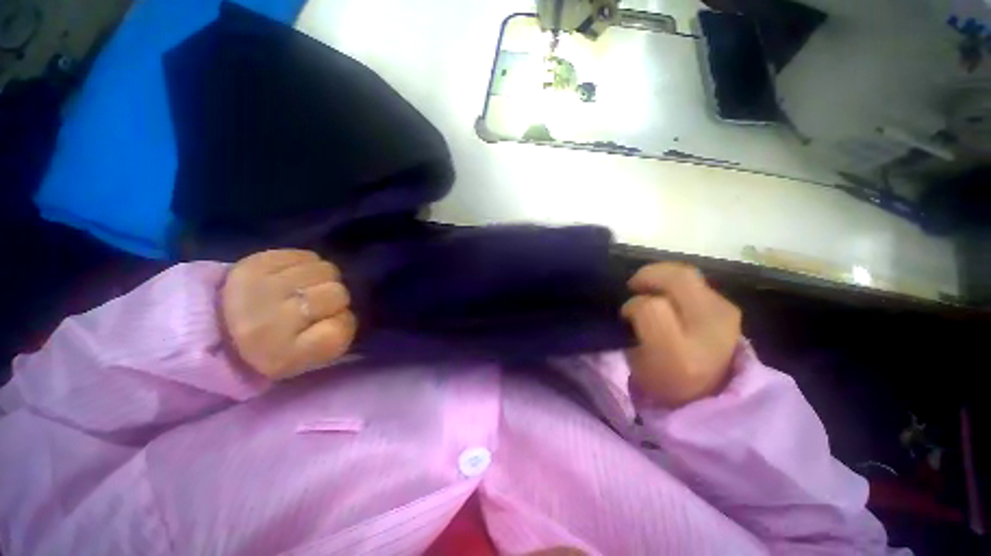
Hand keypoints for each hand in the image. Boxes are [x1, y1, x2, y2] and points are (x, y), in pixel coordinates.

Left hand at [221, 250, 356, 379]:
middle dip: (335, 299)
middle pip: (337, 294)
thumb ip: (335, 339)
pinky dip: (308, 264)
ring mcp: (258, 288)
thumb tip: (346, 309)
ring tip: (306, 288)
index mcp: (284, 355)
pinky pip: (307, 255)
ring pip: (327, 270)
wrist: (220, 326)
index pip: (341, 329)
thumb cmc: (277, 346)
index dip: (342, 323)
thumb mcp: (307, 358)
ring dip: (324, 279)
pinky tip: (295, 276)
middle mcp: (268, 323)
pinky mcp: (253, 263)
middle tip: (317, 305)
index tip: (326, 326)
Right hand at [621, 263, 740, 406]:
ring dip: (662, 276)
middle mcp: (709, 331)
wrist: (710, 393)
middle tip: (634, 285)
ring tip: (650, 287)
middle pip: (678, 279)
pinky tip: (668, 294)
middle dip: (649, 274)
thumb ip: (632, 330)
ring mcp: (726, 315)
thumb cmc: (663, 382)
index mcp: (678, 354)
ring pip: (688, 274)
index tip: (626, 315)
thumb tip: (635, 303)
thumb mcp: (636, 363)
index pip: (650, 307)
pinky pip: (697, 281)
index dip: (632, 305)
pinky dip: (675, 282)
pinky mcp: (730, 308)